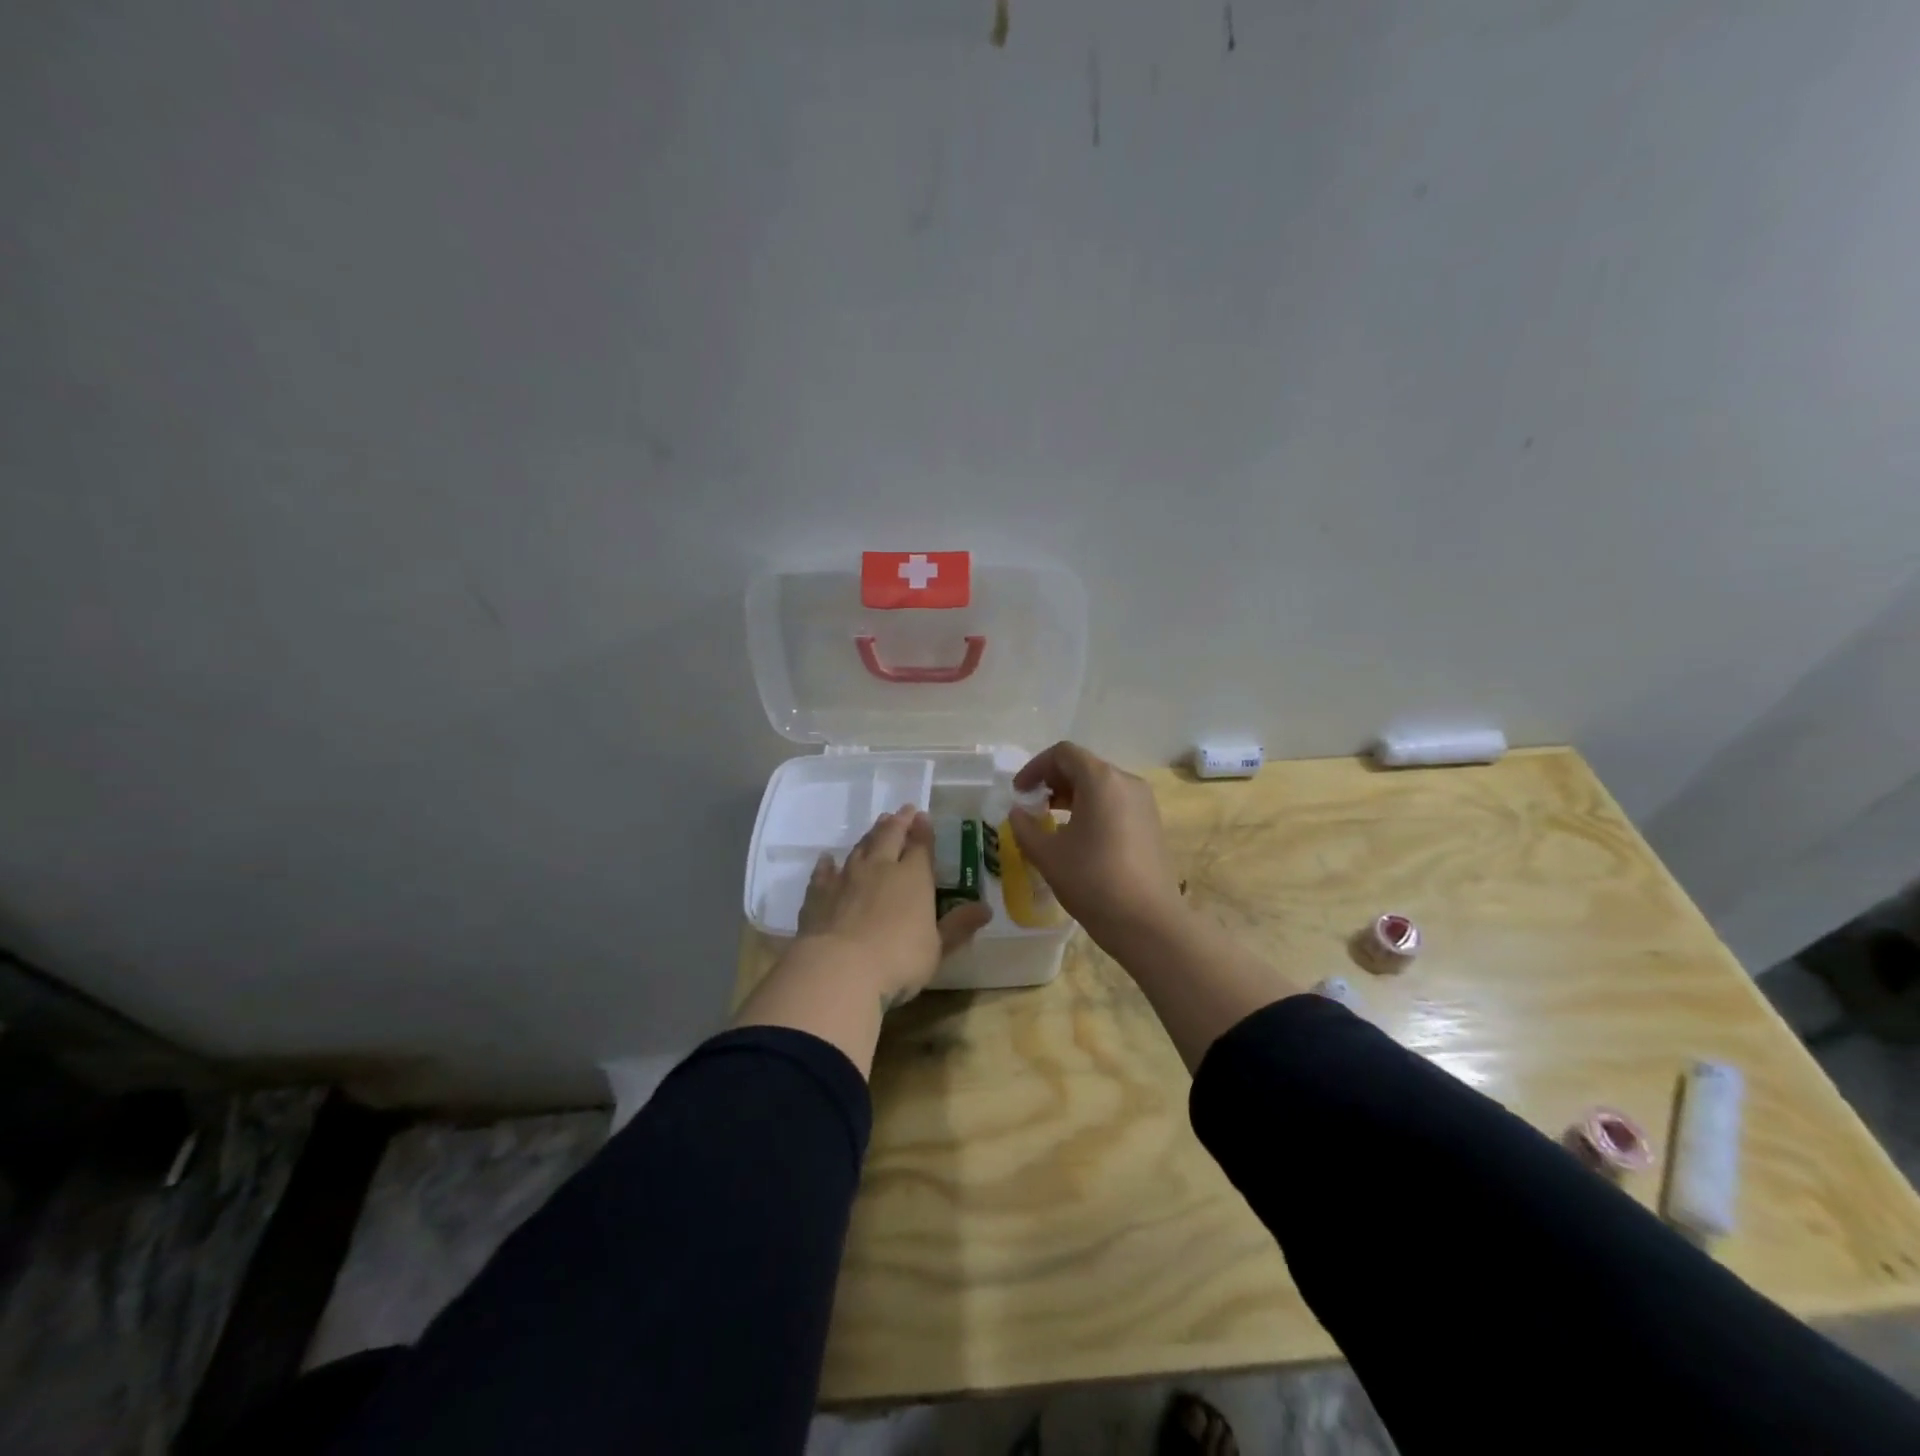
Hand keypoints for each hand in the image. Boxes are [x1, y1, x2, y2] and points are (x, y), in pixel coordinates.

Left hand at [797, 806, 992, 1006]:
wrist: (839, 968)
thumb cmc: (898, 960)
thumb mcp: (937, 948)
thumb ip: (958, 926)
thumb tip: (986, 908)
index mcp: (913, 877)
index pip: (921, 847)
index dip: (923, 831)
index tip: (923, 817)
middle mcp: (880, 868)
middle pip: (889, 837)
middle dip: (898, 822)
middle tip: (903, 811)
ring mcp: (846, 878)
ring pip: (860, 848)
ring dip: (870, 835)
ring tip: (877, 825)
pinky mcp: (819, 893)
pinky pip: (824, 872)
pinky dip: (827, 864)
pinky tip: (827, 859)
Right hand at [1008, 742, 1183, 945]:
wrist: (1148, 922)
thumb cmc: (1093, 881)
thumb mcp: (1047, 854)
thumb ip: (1025, 826)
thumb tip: (1018, 812)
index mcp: (1101, 780)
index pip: (1063, 753)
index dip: (1035, 767)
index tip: (1019, 793)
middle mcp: (1126, 782)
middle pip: (1083, 766)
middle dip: (1052, 781)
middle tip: (1032, 807)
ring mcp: (1143, 803)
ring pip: (1100, 785)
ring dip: (1071, 796)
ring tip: (1051, 823)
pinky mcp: (1151, 823)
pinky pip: (1115, 803)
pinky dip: (1092, 808)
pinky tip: (1079, 838)